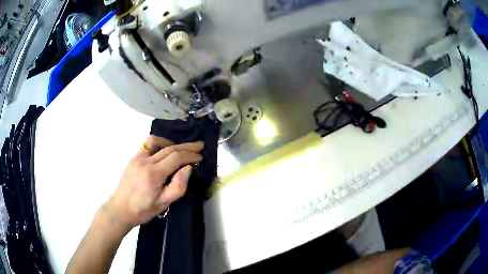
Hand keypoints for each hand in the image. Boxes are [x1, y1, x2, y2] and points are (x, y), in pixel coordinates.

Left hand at [102, 136, 203, 230]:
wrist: (120, 209)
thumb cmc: (143, 209)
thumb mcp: (164, 203)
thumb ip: (178, 186)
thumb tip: (188, 168)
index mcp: (154, 173)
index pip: (176, 157)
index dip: (190, 155)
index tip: (200, 157)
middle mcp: (145, 161)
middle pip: (169, 148)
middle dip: (186, 146)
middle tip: (199, 145)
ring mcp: (137, 158)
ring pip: (157, 142)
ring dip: (172, 142)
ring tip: (181, 148)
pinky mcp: (133, 158)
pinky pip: (147, 145)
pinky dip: (158, 143)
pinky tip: (163, 149)